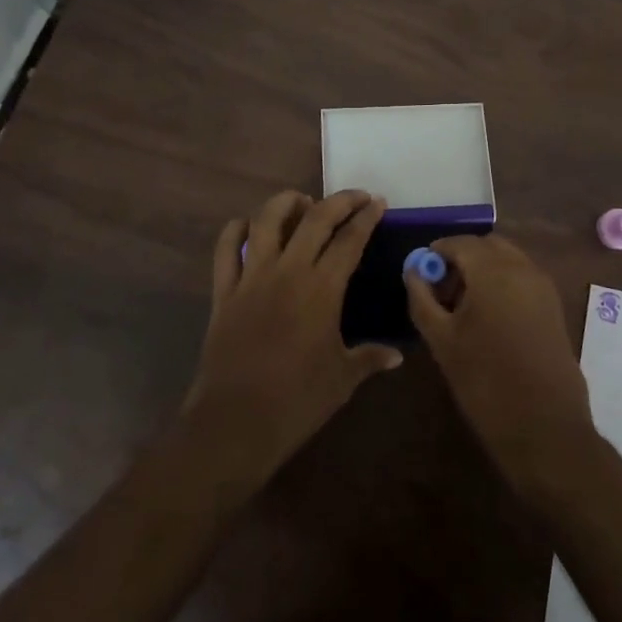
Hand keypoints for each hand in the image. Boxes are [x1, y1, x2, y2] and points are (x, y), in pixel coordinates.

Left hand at [182, 189, 401, 486]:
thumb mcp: (342, 379)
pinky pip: (226, 249)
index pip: (349, 239)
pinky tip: (248, 226)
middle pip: (315, 218)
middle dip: (339, 201)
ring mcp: (252, 277)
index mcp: (322, 289)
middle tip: (355, 197)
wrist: (235, 424)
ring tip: (302, 202)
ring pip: (266, 220)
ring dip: (286, 202)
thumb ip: (369, 358)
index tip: (377, 202)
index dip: (366, 217)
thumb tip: (396, 355)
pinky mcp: (224, 291)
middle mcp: (288, 271)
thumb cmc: (297, 402)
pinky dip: (236, 230)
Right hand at [404, 234, 595, 501]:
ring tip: (462, 308)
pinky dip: (503, 283)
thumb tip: (413, 271)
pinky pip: (522, 278)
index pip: (459, 242)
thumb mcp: (442, 340)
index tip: (421, 275)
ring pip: (507, 259)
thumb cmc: (485, 382)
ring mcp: (543, 286)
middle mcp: (522, 268)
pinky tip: (488, 318)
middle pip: (486, 246)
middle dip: (462, 259)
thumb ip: (422, 299)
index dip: (436, 253)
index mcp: (493, 270)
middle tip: (441, 290)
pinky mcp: (554, 306)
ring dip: (483, 270)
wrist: (545, 428)